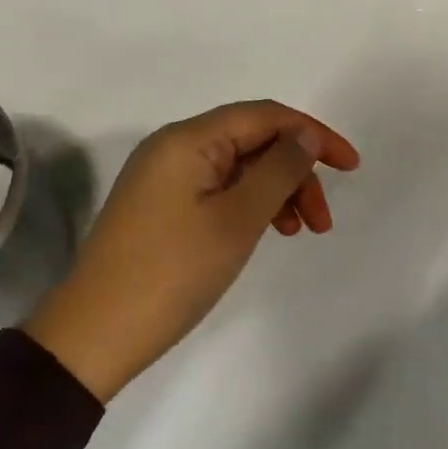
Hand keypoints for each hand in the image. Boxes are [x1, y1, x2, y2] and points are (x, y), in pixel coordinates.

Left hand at [22, 101, 360, 401]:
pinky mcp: (160, 207)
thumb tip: (304, 133)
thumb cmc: (173, 272)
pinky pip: (217, 190)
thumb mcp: (237, 218)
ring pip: (237, 168)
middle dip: (295, 172)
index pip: (265, 116)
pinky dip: (248, 205)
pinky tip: (265, 231)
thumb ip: (278, 169)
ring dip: (276, 191)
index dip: (313, 135)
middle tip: (321, 222)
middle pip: (252, 141)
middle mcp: (173, 148)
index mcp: (188, 139)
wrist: (97, 332)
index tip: (351, 166)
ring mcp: (163, 178)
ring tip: (298, 232)